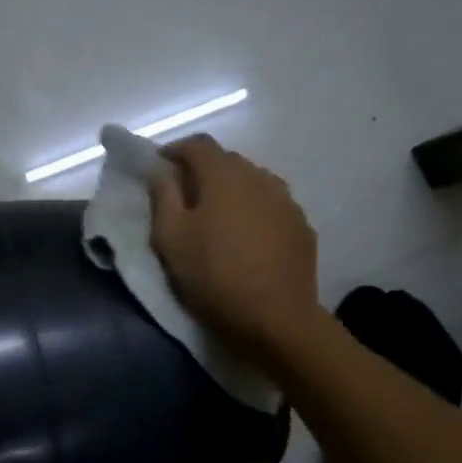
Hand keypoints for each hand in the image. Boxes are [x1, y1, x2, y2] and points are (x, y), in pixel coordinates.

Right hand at [148, 135, 320, 365]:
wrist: (276, 318)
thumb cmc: (213, 275)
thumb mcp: (170, 238)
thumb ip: (163, 197)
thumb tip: (160, 171)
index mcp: (224, 175)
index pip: (197, 144)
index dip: (175, 150)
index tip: (159, 167)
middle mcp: (259, 177)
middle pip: (227, 161)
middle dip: (202, 171)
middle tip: (184, 195)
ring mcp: (286, 201)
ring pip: (252, 183)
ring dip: (231, 191)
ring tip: (217, 218)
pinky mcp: (301, 226)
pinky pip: (271, 206)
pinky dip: (254, 212)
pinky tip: (246, 238)